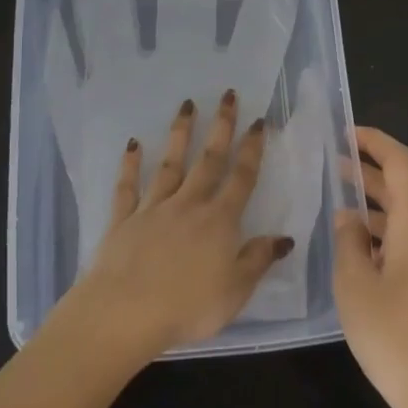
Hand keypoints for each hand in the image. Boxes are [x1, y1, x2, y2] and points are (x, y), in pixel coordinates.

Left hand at [61, 89, 294, 364]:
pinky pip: (128, 187)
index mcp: (219, 221)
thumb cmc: (187, 307)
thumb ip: (258, 260)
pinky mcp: (124, 219)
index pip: (241, 178)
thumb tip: (284, 237)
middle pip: (208, 160)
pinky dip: (130, 165)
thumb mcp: (235, 291)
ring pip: (170, 165)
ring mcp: (154, 208)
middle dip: (221, 126)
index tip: (258, 121)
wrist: (125, 312)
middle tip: (227, 95)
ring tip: (186, 105)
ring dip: (179, 134)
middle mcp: (188, 205)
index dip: (252, 149)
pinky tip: (132, 144)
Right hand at [334, 127, 407, 407]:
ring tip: (348, 222)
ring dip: (383, 216)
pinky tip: (376, 264)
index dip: (373, 141)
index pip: (399, 162)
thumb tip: (349, 217)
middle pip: (407, 192)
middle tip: (336, 172)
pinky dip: (399, 242)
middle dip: (371, 179)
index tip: (347, 133)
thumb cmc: (398, 339)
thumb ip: (348, 242)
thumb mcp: (355, 287)